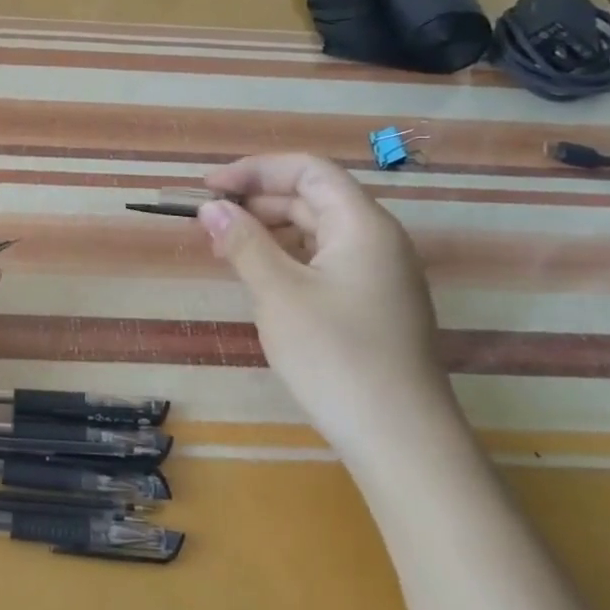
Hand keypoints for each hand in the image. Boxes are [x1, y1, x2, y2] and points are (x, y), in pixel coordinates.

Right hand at [199, 153, 462, 466]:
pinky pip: (324, 262)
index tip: (207, 188)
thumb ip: (243, 243)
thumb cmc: (336, 355)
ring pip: (317, 232)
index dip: (255, 170)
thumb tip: (210, 207)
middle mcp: (377, 240)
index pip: (307, 170)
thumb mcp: (278, 294)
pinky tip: (260, 280)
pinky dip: (287, 259)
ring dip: (269, 232)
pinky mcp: (372, 306)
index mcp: (362, 225)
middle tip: (207, 223)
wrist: (401, 439)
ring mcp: (378, 275)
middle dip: (257, 201)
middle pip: (312, 198)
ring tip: (225, 251)